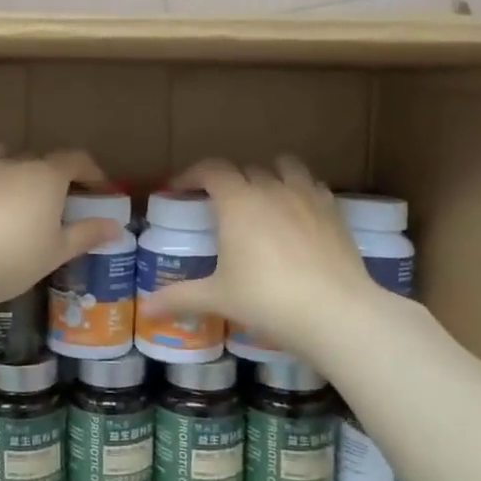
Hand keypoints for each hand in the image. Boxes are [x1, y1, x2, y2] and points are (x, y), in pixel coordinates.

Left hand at [0, 148, 123, 314]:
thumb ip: (86, 234)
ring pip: (3, 155)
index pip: (76, 160)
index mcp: (46, 177)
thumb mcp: (56, 252)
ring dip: (15, 168)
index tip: (98, 188)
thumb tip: (116, 226)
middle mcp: (14, 162)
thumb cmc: (11, 259)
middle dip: (53, 175)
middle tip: (56, 201)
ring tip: (16, 191)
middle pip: (40, 159)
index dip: (91, 171)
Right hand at [138, 158, 400, 364]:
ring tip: (262, 197)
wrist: (336, 312)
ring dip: (269, 175)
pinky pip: (313, 186)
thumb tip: (144, 309)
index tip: (179, 189)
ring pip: (285, 168)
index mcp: (237, 201)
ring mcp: (307, 197)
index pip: (210, 169)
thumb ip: (180, 297)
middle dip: (228, 181)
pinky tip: (298, 214)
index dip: (191, 175)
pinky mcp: (334, 212)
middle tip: (218, 205)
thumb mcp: (218, 298)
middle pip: (245, 169)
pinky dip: (300, 191)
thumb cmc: (267, 300)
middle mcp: (271, 189)